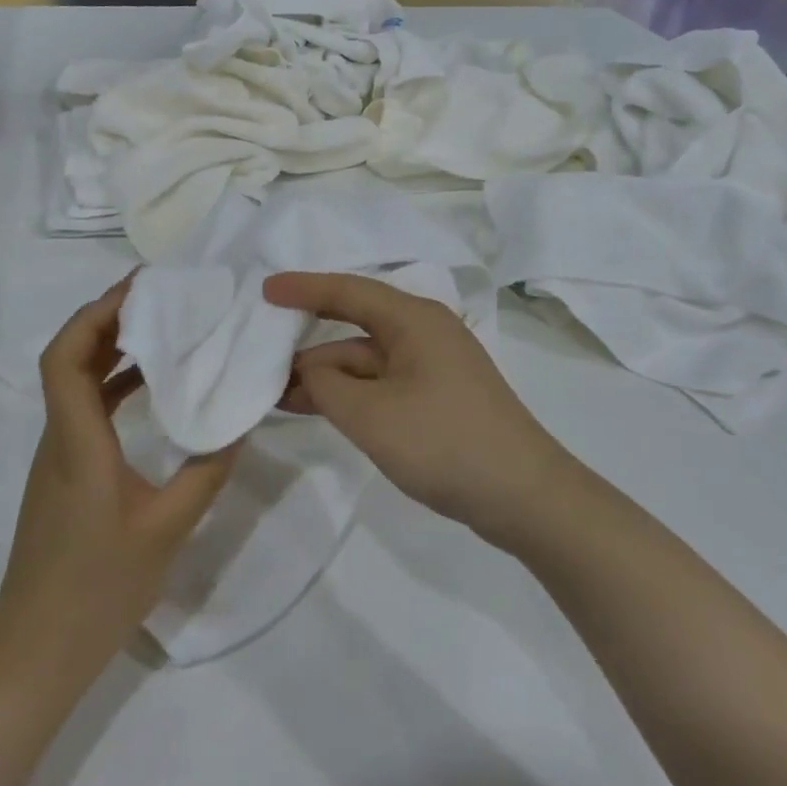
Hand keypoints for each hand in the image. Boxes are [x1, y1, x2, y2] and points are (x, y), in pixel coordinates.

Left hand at [0, 278, 235, 688]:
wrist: (36, 650)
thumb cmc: (98, 588)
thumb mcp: (167, 529)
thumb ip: (206, 472)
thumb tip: (240, 423)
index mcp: (77, 442)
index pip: (65, 358)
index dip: (94, 315)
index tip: (138, 290)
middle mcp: (59, 437)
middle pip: (68, 358)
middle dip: (107, 319)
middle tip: (160, 299)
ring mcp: (57, 455)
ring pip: (75, 382)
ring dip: (110, 348)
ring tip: (162, 328)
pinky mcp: (64, 472)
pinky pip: (86, 409)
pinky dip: (114, 384)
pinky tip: (151, 387)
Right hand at [263, 272, 574, 549]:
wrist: (525, 496)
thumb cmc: (444, 443)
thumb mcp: (371, 415)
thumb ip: (327, 385)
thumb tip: (310, 369)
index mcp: (414, 319)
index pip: (347, 291)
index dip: (303, 289)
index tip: (264, 291)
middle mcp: (424, 332)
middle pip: (354, 326)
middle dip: (309, 344)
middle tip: (261, 357)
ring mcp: (433, 366)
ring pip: (366, 360)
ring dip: (327, 376)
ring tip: (277, 395)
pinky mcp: (437, 397)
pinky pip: (381, 383)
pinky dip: (350, 394)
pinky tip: (320, 409)